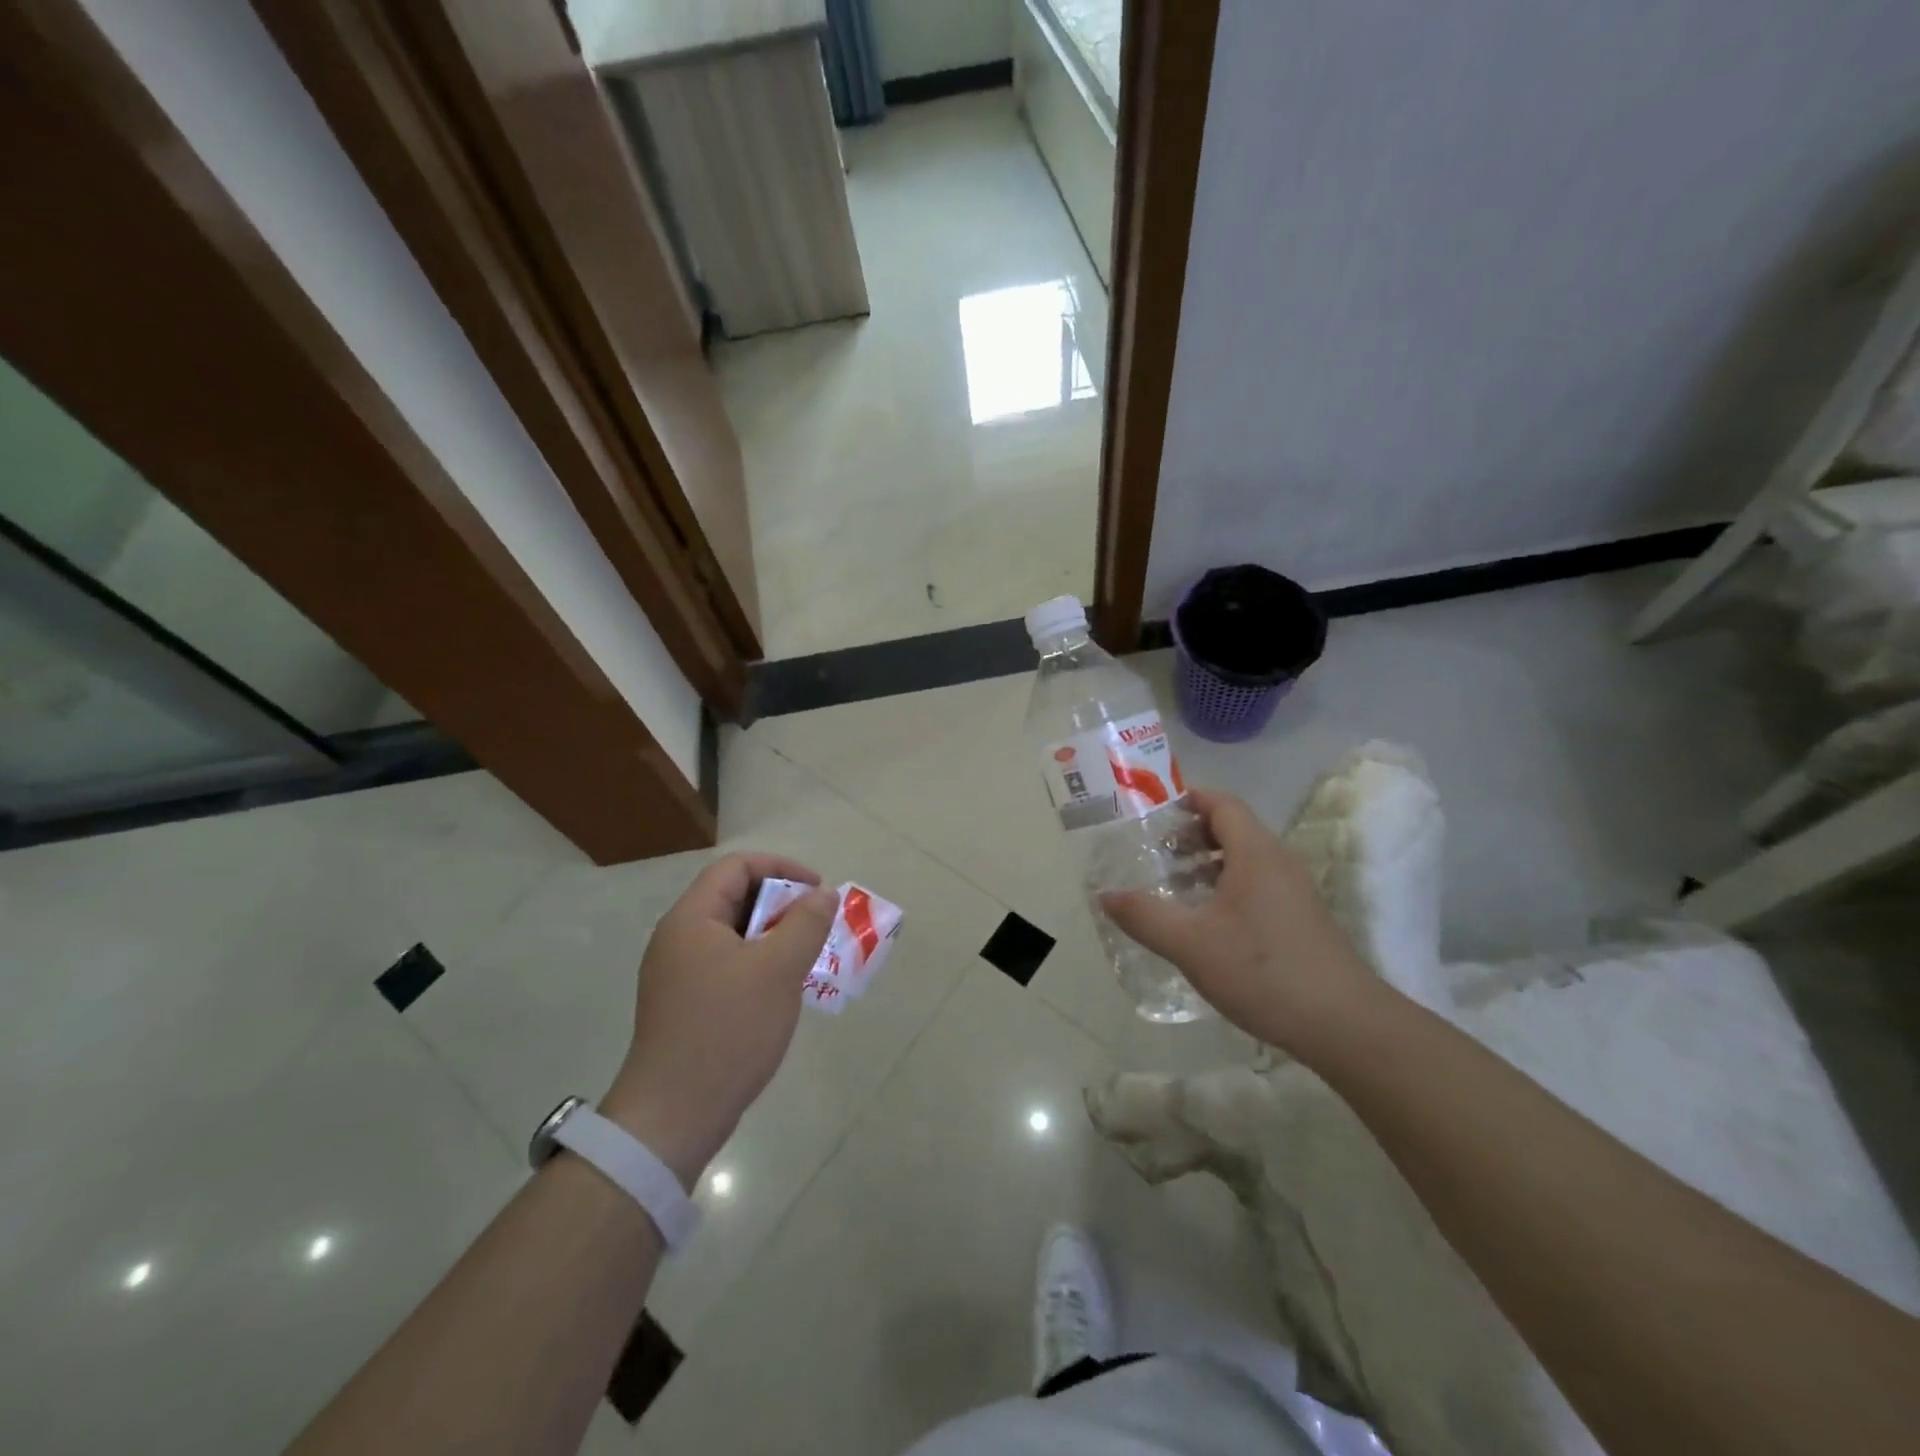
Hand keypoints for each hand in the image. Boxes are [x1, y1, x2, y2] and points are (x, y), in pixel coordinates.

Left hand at [601, 853, 837, 1187]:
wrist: (674, 1117)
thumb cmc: (728, 1031)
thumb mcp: (778, 970)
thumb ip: (806, 923)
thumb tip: (823, 894)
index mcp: (691, 919)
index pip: (736, 867)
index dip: (781, 869)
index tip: (817, 892)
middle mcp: (678, 939)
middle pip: (734, 898)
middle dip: (782, 905)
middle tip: (817, 928)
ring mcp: (678, 974)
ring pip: (734, 935)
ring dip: (774, 937)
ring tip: (807, 959)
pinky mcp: (685, 1005)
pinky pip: (727, 965)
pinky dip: (759, 965)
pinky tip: (782, 991)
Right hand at [1100, 789, 1377, 1057]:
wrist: (1345, 1025)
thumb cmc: (1263, 971)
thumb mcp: (1191, 944)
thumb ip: (1145, 916)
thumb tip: (1106, 896)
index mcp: (1255, 853)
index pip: (1222, 803)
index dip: (1188, 800)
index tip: (1152, 815)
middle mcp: (1278, 862)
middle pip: (1233, 828)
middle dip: (1192, 834)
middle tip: (1155, 853)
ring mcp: (1295, 891)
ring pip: (1245, 859)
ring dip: (1208, 863)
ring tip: (1174, 886)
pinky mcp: (1301, 919)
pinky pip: (1257, 884)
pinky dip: (1226, 886)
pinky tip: (1206, 922)